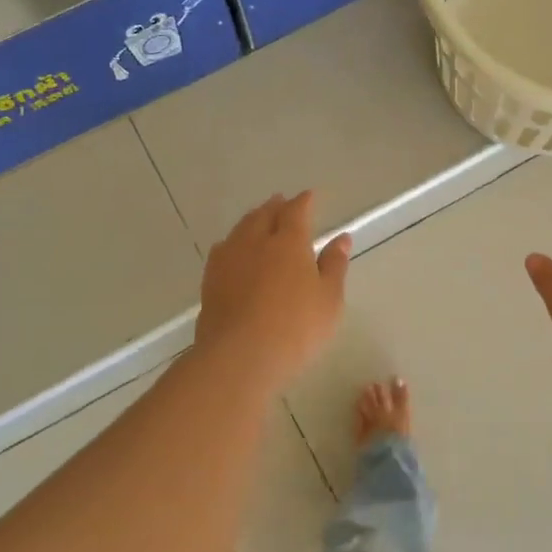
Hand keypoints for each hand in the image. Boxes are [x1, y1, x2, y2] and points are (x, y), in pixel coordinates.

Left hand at [196, 192, 349, 389]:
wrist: (239, 356)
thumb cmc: (296, 328)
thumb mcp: (328, 299)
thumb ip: (334, 265)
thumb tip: (341, 238)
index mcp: (289, 242)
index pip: (297, 211)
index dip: (304, 202)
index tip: (310, 196)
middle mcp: (256, 241)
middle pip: (264, 214)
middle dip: (275, 206)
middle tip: (282, 202)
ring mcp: (229, 259)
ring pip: (241, 228)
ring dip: (253, 219)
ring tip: (259, 219)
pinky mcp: (210, 280)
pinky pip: (223, 249)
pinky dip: (234, 241)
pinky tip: (234, 249)